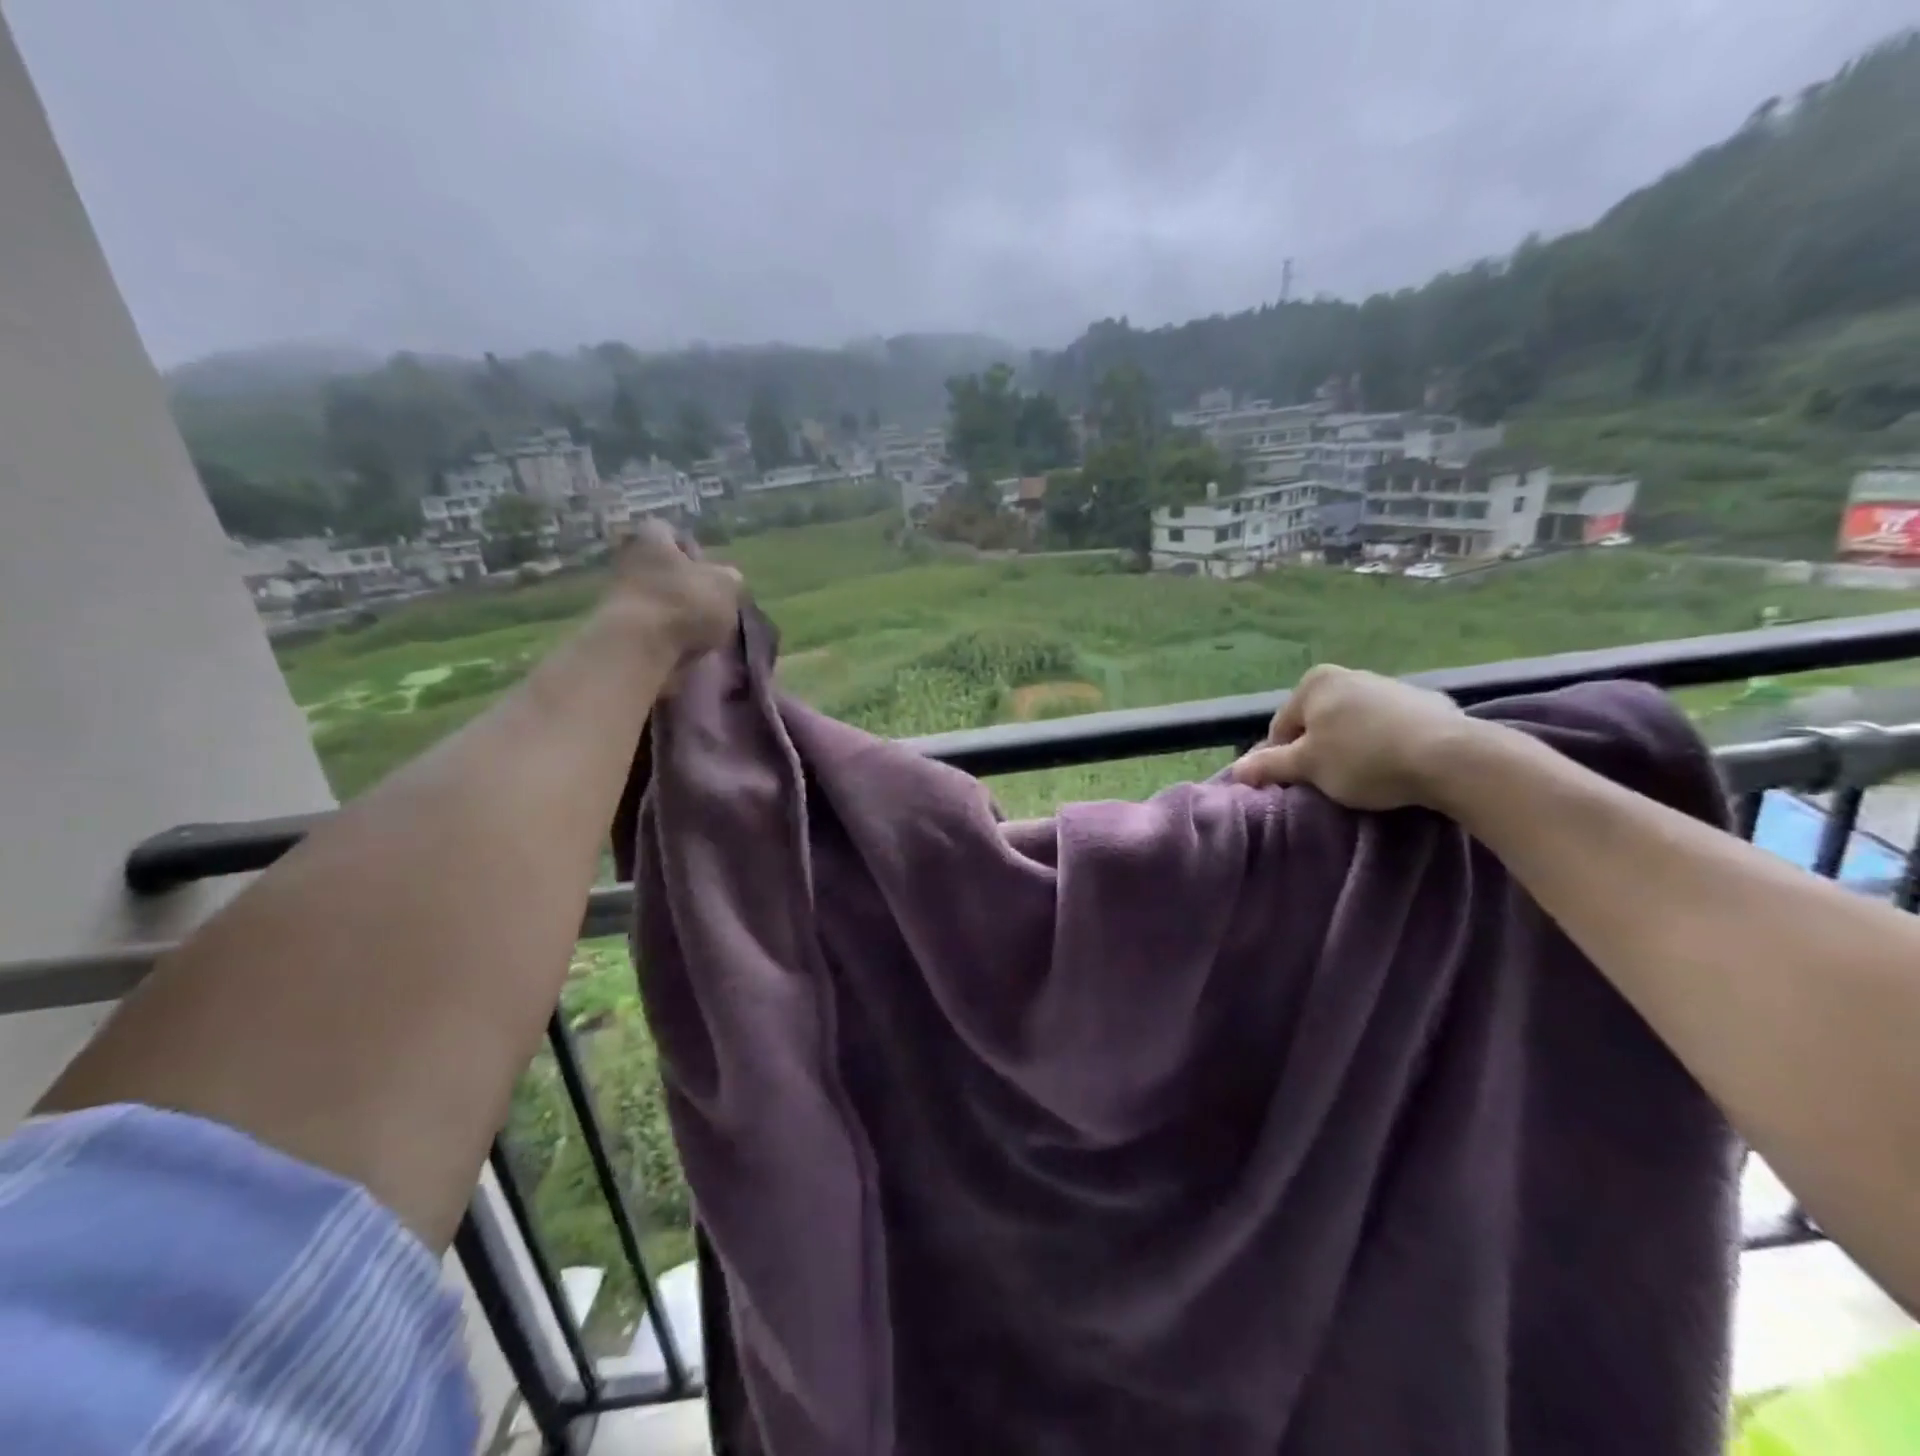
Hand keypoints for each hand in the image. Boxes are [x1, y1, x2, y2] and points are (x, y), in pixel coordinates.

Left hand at [606, 521, 742, 658]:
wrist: (639, 647)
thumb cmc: (686, 603)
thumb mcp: (726, 586)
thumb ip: (730, 578)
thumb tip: (728, 577)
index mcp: (652, 539)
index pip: (668, 532)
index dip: (690, 549)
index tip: (708, 570)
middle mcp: (629, 560)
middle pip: (661, 567)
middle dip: (683, 584)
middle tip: (709, 604)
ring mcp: (618, 595)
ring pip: (655, 598)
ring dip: (675, 612)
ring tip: (702, 633)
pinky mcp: (616, 629)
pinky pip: (648, 627)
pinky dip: (665, 636)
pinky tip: (684, 649)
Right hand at [1229, 664, 1473, 810]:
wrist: (1450, 757)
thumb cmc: (1363, 758)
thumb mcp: (1308, 767)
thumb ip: (1269, 766)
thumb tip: (1236, 770)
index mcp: (1315, 683)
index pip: (1281, 728)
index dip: (1282, 760)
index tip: (1296, 785)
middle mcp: (1349, 674)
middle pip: (1317, 723)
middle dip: (1319, 751)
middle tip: (1329, 783)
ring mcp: (1390, 685)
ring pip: (1353, 724)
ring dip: (1351, 748)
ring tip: (1364, 779)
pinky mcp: (1426, 702)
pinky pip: (1389, 727)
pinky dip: (1384, 745)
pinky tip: (1395, 767)